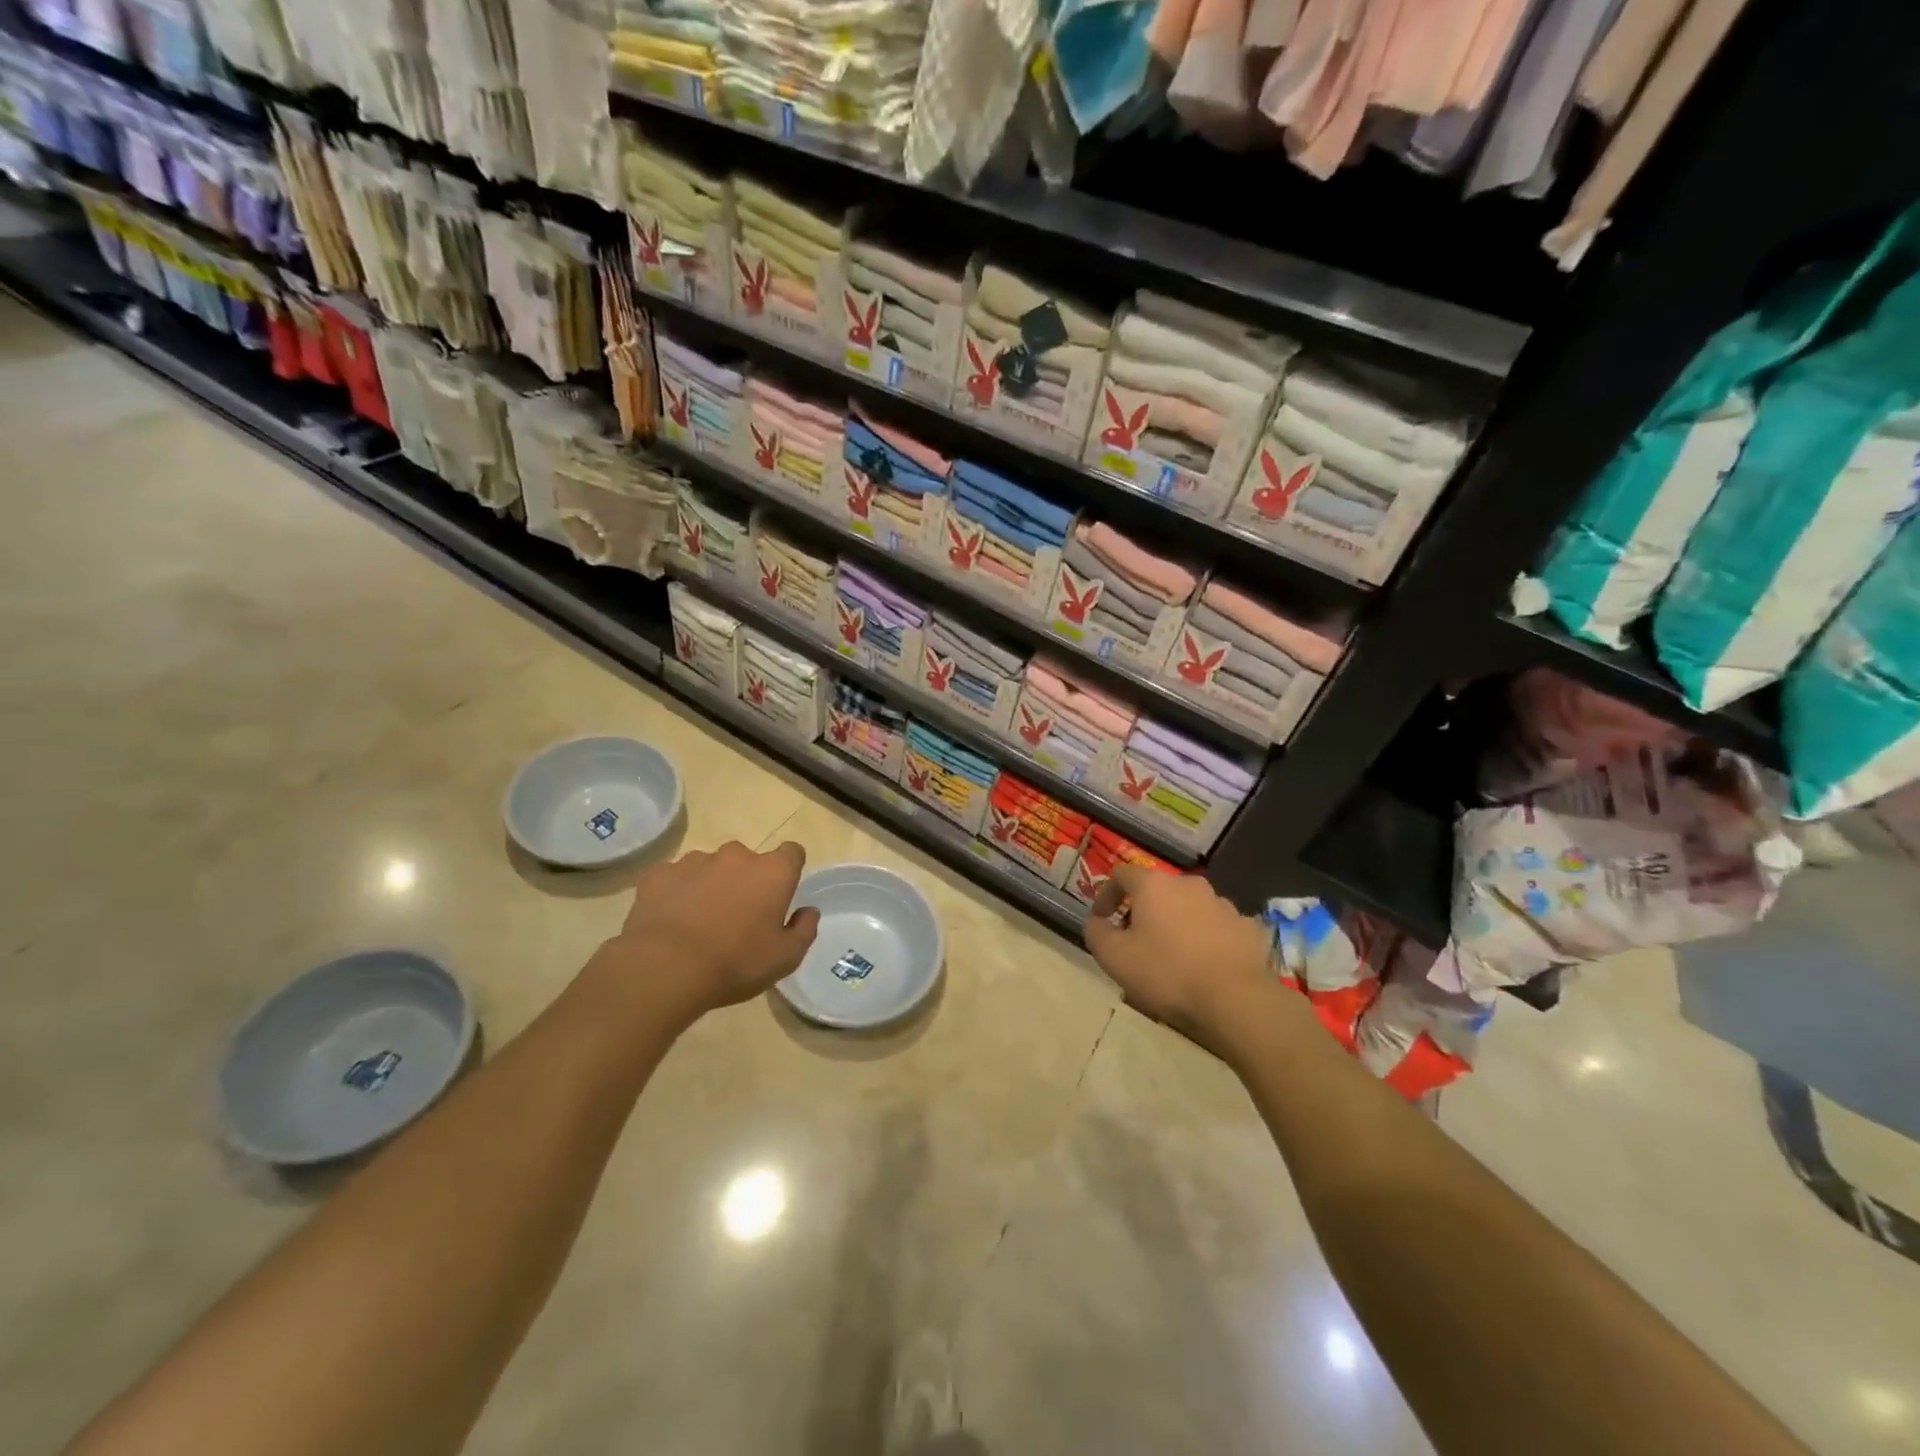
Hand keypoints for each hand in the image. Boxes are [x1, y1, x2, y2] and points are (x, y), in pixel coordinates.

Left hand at [596, 841, 819, 1023]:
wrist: (666, 969)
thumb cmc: (735, 963)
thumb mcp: (785, 959)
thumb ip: (804, 930)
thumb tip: (808, 911)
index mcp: (773, 872)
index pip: (792, 852)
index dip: (789, 870)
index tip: (781, 893)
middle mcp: (737, 856)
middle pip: (748, 860)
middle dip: (746, 880)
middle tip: (737, 916)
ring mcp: (695, 861)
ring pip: (710, 866)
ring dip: (711, 884)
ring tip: (699, 920)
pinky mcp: (660, 874)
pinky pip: (675, 877)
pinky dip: (677, 892)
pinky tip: (671, 920)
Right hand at [1082, 866, 1282, 1047]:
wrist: (1235, 1000)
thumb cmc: (1166, 973)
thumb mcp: (1113, 957)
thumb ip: (1096, 932)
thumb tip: (1097, 922)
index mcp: (1154, 885)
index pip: (1122, 874)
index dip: (1107, 894)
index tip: (1102, 920)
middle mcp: (1189, 884)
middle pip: (1158, 890)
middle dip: (1143, 911)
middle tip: (1136, 942)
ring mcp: (1223, 904)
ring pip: (1190, 908)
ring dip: (1177, 924)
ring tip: (1173, 957)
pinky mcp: (1248, 927)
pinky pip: (1218, 927)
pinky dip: (1207, 939)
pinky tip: (1205, 965)